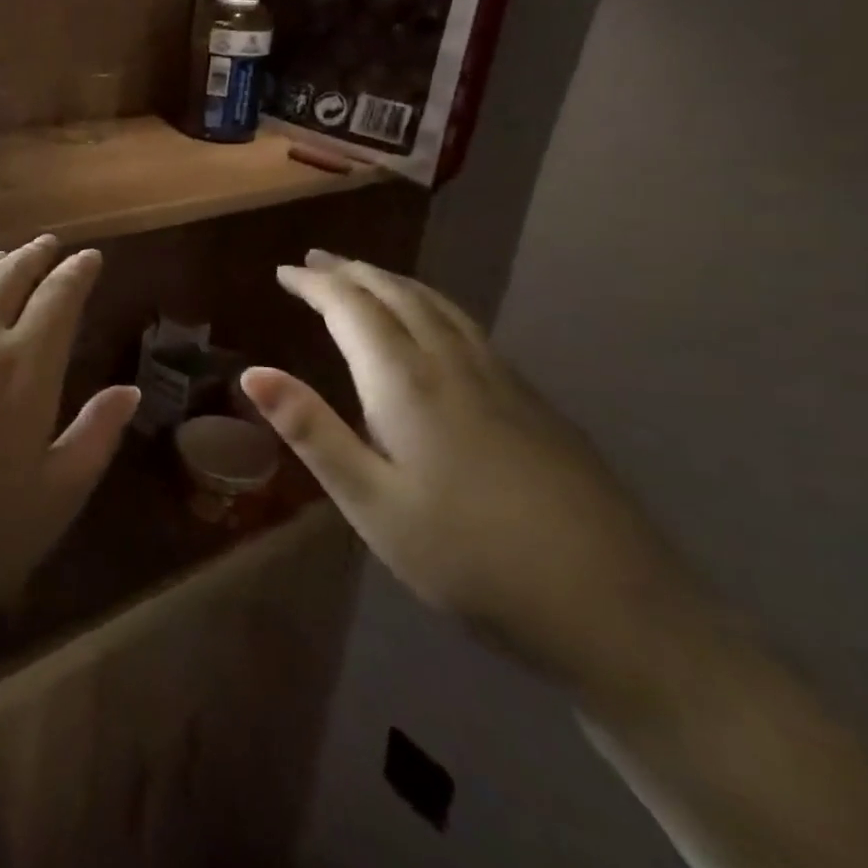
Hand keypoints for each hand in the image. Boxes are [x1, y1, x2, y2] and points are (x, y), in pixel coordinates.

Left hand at [0, 237, 137, 650]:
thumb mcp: (55, 498)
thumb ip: (96, 436)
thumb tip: (129, 390)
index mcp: (23, 367)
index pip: (58, 298)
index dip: (77, 273)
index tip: (90, 257)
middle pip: (7, 277)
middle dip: (34, 256)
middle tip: (50, 245)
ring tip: (1, 259)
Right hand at [241, 250, 704, 708]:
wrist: (615, 606)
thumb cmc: (468, 557)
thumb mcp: (371, 502)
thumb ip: (312, 431)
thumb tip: (253, 372)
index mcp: (406, 382)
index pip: (351, 308)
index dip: (315, 284)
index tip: (284, 271)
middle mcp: (453, 363)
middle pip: (397, 294)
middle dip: (352, 272)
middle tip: (316, 261)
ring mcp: (501, 379)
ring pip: (438, 305)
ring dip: (393, 281)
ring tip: (365, 276)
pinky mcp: (533, 401)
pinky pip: (467, 326)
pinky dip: (431, 304)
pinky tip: (434, 325)